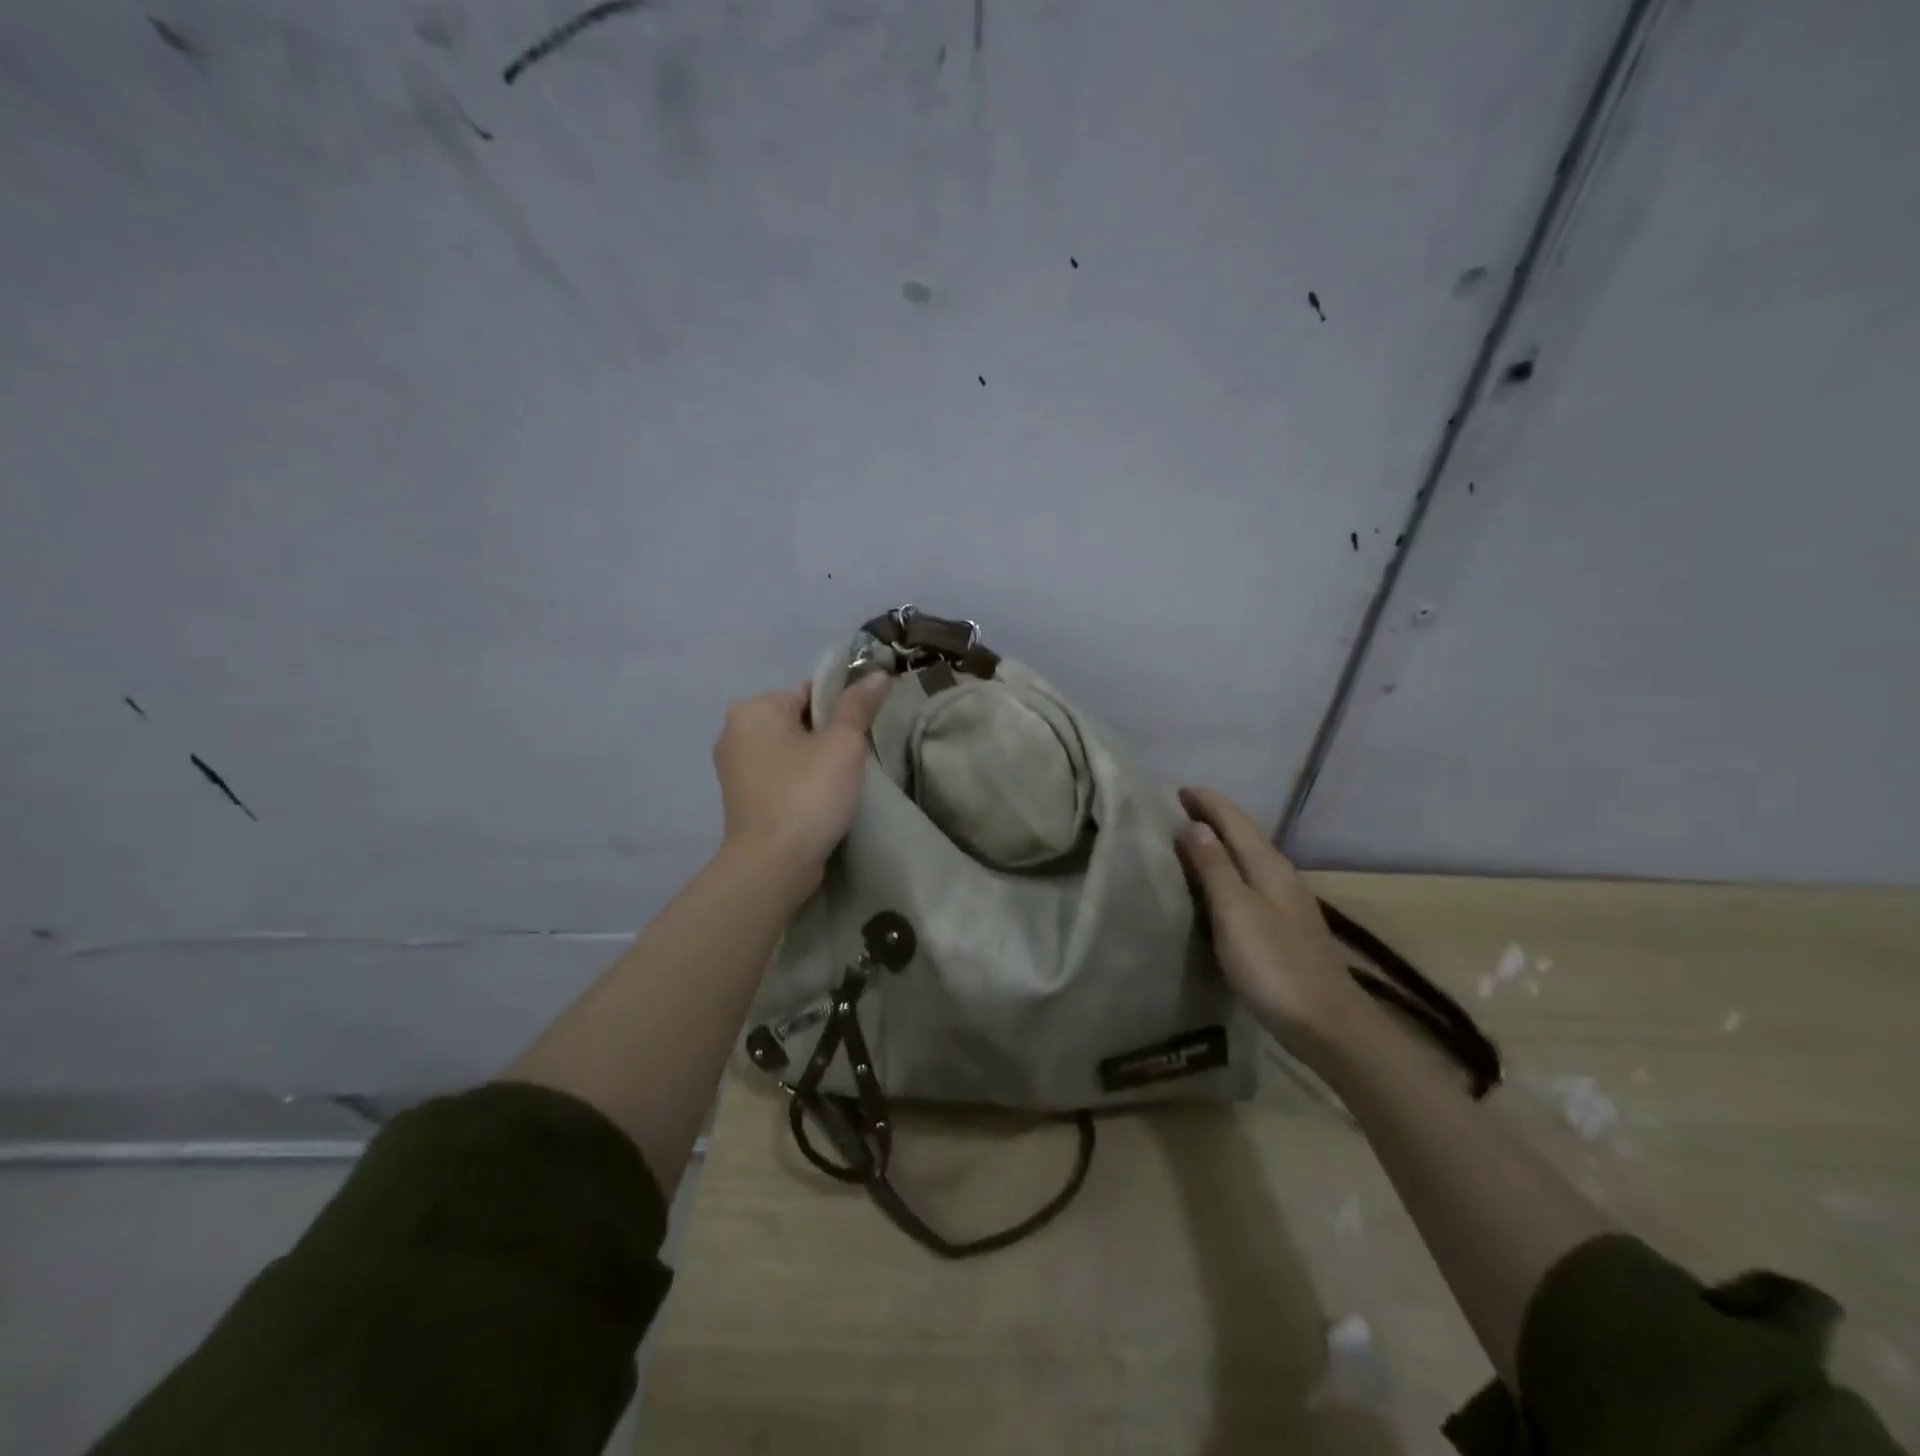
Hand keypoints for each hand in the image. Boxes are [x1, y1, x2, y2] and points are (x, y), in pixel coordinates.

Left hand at [712, 673, 891, 886]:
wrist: (772, 865)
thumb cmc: (808, 795)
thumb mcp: (843, 744)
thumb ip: (858, 705)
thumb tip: (877, 673)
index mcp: (753, 708)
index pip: (809, 691)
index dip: (842, 707)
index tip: (863, 732)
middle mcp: (734, 731)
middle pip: (797, 719)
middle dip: (827, 735)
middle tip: (856, 758)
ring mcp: (733, 767)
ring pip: (788, 749)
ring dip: (814, 759)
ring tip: (841, 781)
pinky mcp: (739, 797)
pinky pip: (778, 774)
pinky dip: (799, 780)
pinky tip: (820, 798)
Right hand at [1175, 785, 1366, 1053]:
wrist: (1327, 1024)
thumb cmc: (1274, 964)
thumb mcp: (1235, 911)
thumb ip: (1214, 867)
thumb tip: (1194, 824)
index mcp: (1268, 866)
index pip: (1235, 820)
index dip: (1207, 802)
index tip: (1178, 789)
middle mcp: (1281, 876)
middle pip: (1245, 835)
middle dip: (1214, 817)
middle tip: (1178, 809)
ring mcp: (1287, 903)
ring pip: (1249, 858)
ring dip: (1221, 845)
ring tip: (1190, 841)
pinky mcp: (1285, 928)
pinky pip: (1251, 882)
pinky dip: (1229, 871)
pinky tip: (1218, 887)